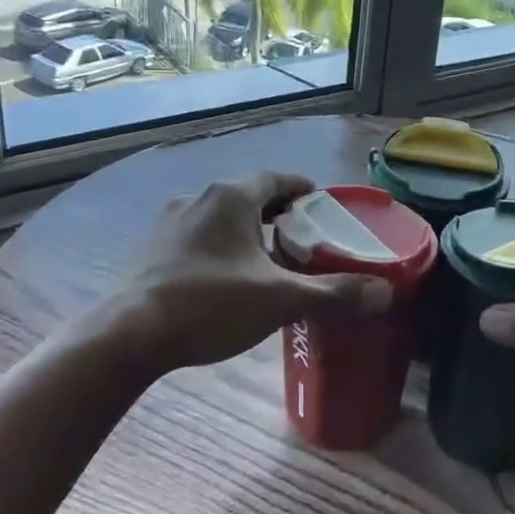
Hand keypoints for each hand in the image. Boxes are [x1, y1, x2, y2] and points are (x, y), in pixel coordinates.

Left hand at [100, 171, 390, 372]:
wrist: (130, 334)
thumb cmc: (210, 304)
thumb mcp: (279, 300)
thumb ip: (333, 294)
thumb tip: (384, 293)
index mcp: (231, 197)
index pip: (276, 179)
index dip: (302, 189)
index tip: (320, 205)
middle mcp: (199, 198)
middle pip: (248, 196)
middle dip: (276, 212)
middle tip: (301, 237)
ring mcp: (169, 222)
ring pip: (219, 217)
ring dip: (244, 230)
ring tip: (265, 259)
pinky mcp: (151, 249)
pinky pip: (196, 237)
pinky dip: (218, 247)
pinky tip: (224, 279)